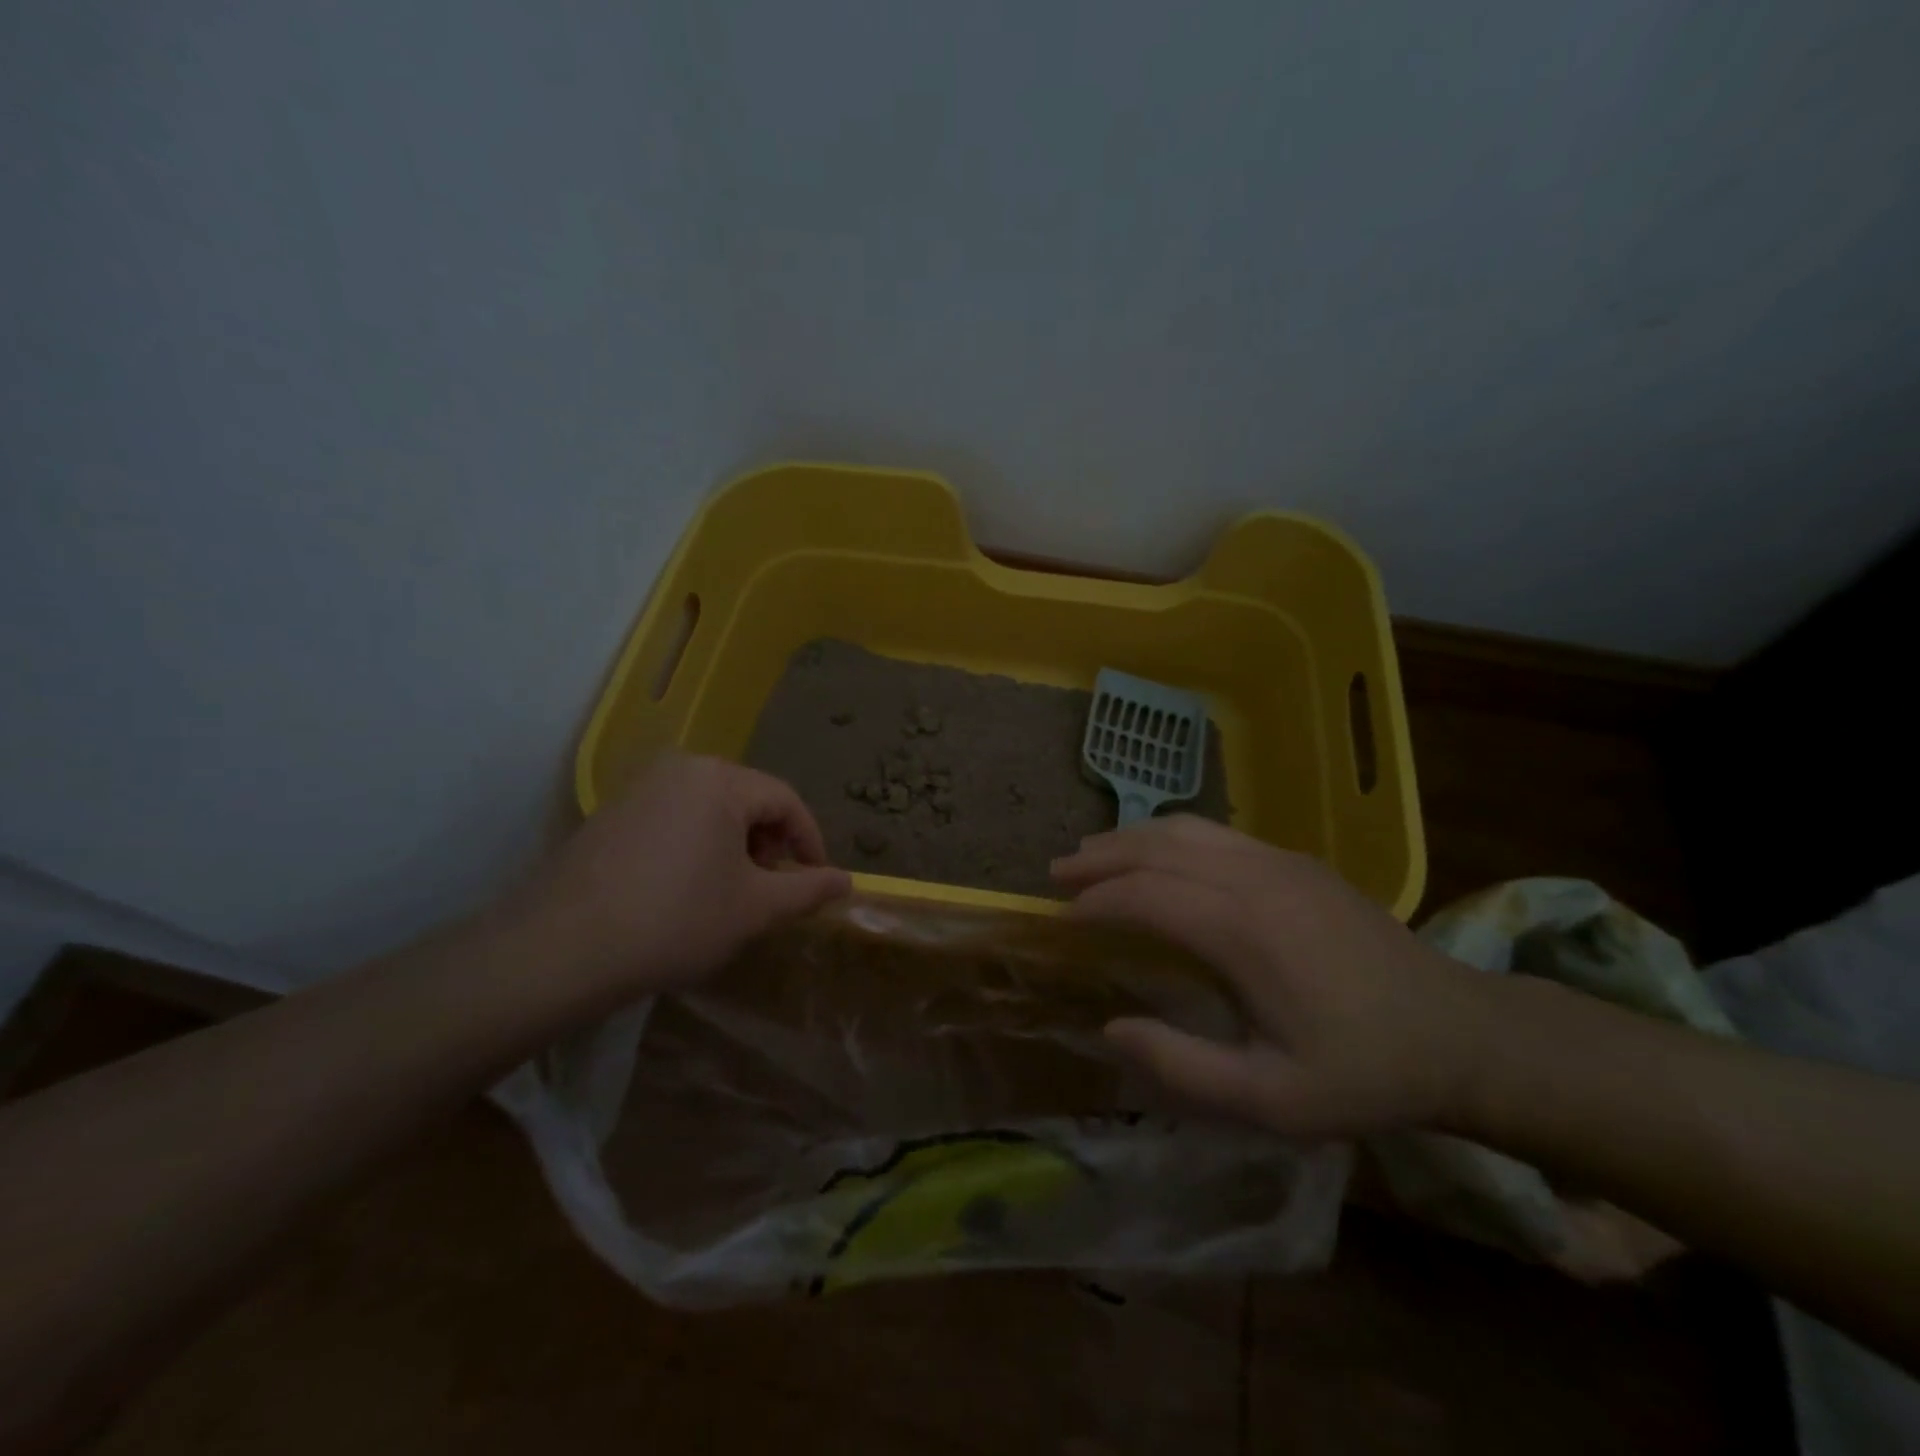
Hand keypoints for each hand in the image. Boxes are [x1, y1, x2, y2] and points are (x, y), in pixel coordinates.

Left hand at [524, 754, 850, 993]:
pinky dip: (696, 849)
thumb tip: (848, 882)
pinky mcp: (611, 814)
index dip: (810, 842)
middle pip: (747, 801)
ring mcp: (639, 788)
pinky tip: (685, 892)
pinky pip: (674, 820)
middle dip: (769, 846)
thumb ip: (807, 889)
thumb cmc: (676, 920)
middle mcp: (680, 768)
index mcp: (720, 779)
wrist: (560, 949)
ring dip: (734, 849)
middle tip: (771, 891)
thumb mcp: (754, 908)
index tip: (817, 881)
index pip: (786, 801)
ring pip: (710, 811)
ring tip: (730, 895)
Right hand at [1052, 815, 1493, 1138]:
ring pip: (1186, 828)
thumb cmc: (1362, 1072)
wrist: (1459, 1033)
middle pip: (1157, 847)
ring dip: (1132, 837)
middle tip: (1058, 872)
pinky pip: (1215, 832)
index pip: (1145, 895)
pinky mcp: (1296, 859)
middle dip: (1101, 857)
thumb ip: (1183, 1068)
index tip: (1063, 919)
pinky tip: (1157, 854)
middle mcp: (1254, 877)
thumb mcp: (1272, 1100)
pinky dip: (1169, 836)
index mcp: (1243, 930)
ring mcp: (1279, 860)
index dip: (1096, 903)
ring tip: (1093, 852)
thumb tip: (1112, 1029)